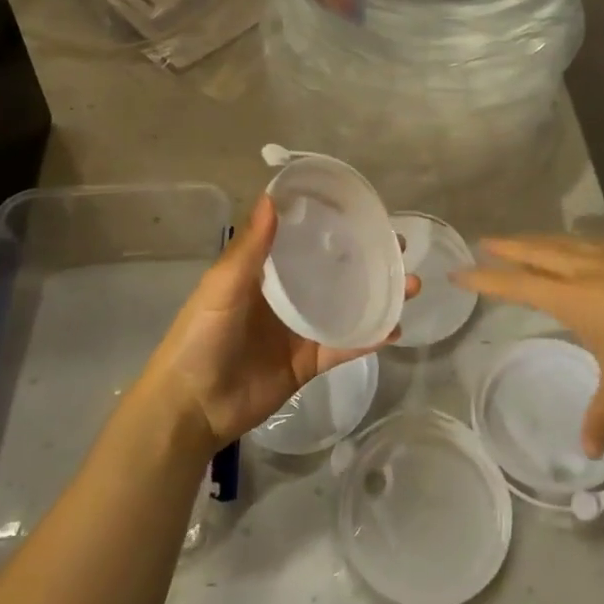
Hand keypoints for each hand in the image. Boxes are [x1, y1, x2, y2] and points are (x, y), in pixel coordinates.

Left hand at [140, 196, 408, 452]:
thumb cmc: (201, 336)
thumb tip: (273, 197)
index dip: (333, 226)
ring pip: (348, 307)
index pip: (305, 241)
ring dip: (379, 296)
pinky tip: (396, 328)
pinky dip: (370, 338)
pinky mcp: (309, 363)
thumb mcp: (222, 286)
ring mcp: (301, 331)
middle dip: (368, 260)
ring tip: (411, 285)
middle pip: (334, 273)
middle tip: (400, 249)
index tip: (365, 212)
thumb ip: (250, 247)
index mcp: (265, 273)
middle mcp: (288, 297)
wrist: (191, 406)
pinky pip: (345, 346)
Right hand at [455, 236, 603, 456]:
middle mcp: (584, 270)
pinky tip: (580, 246)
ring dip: (538, 239)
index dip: (485, 279)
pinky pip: (590, 242)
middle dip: (508, 247)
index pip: (517, 284)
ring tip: (525, 240)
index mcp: (572, 297)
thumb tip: (587, 451)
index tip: (459, 270)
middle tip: (484, 241)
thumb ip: (602, 417)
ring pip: (563, 242)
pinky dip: (571, 242)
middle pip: (536, 252)